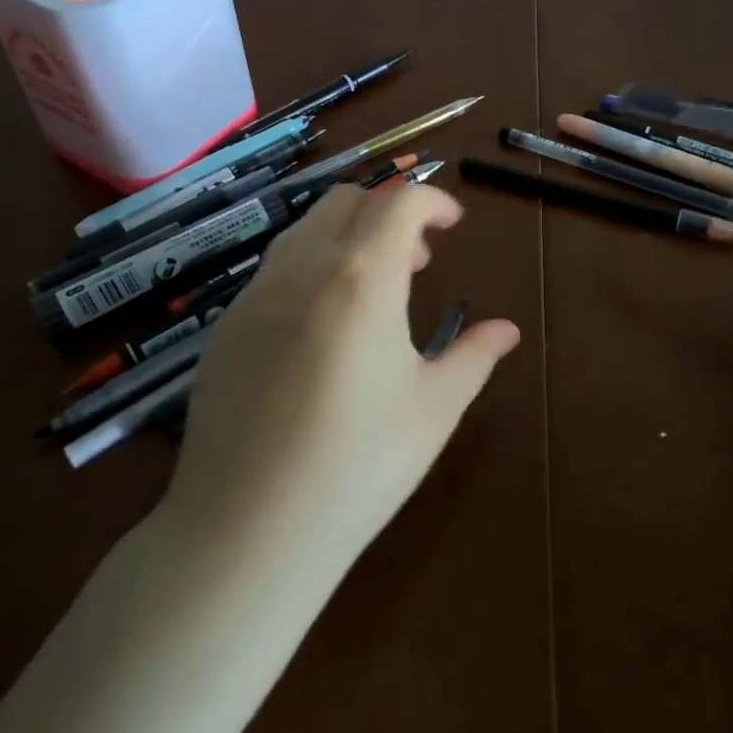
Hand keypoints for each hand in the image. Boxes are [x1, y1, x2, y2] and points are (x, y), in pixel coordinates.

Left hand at [163, 183, 520, 577]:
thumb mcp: (434, 409)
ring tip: (374, 287)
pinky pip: (274, 268)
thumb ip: (474, 356)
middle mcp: (304, 268)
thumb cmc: (358, 467)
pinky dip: (311, 265)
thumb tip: (507, 330)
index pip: (399, 202)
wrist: (247, 531)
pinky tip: (323, 325)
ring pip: (306, 227)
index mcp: (362, 278)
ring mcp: (255, 295)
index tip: (454, 224)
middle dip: (389, 211)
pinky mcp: (225, 327)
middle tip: (419, 259)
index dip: (433, 201)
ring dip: (348, 233)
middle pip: (348, 200)